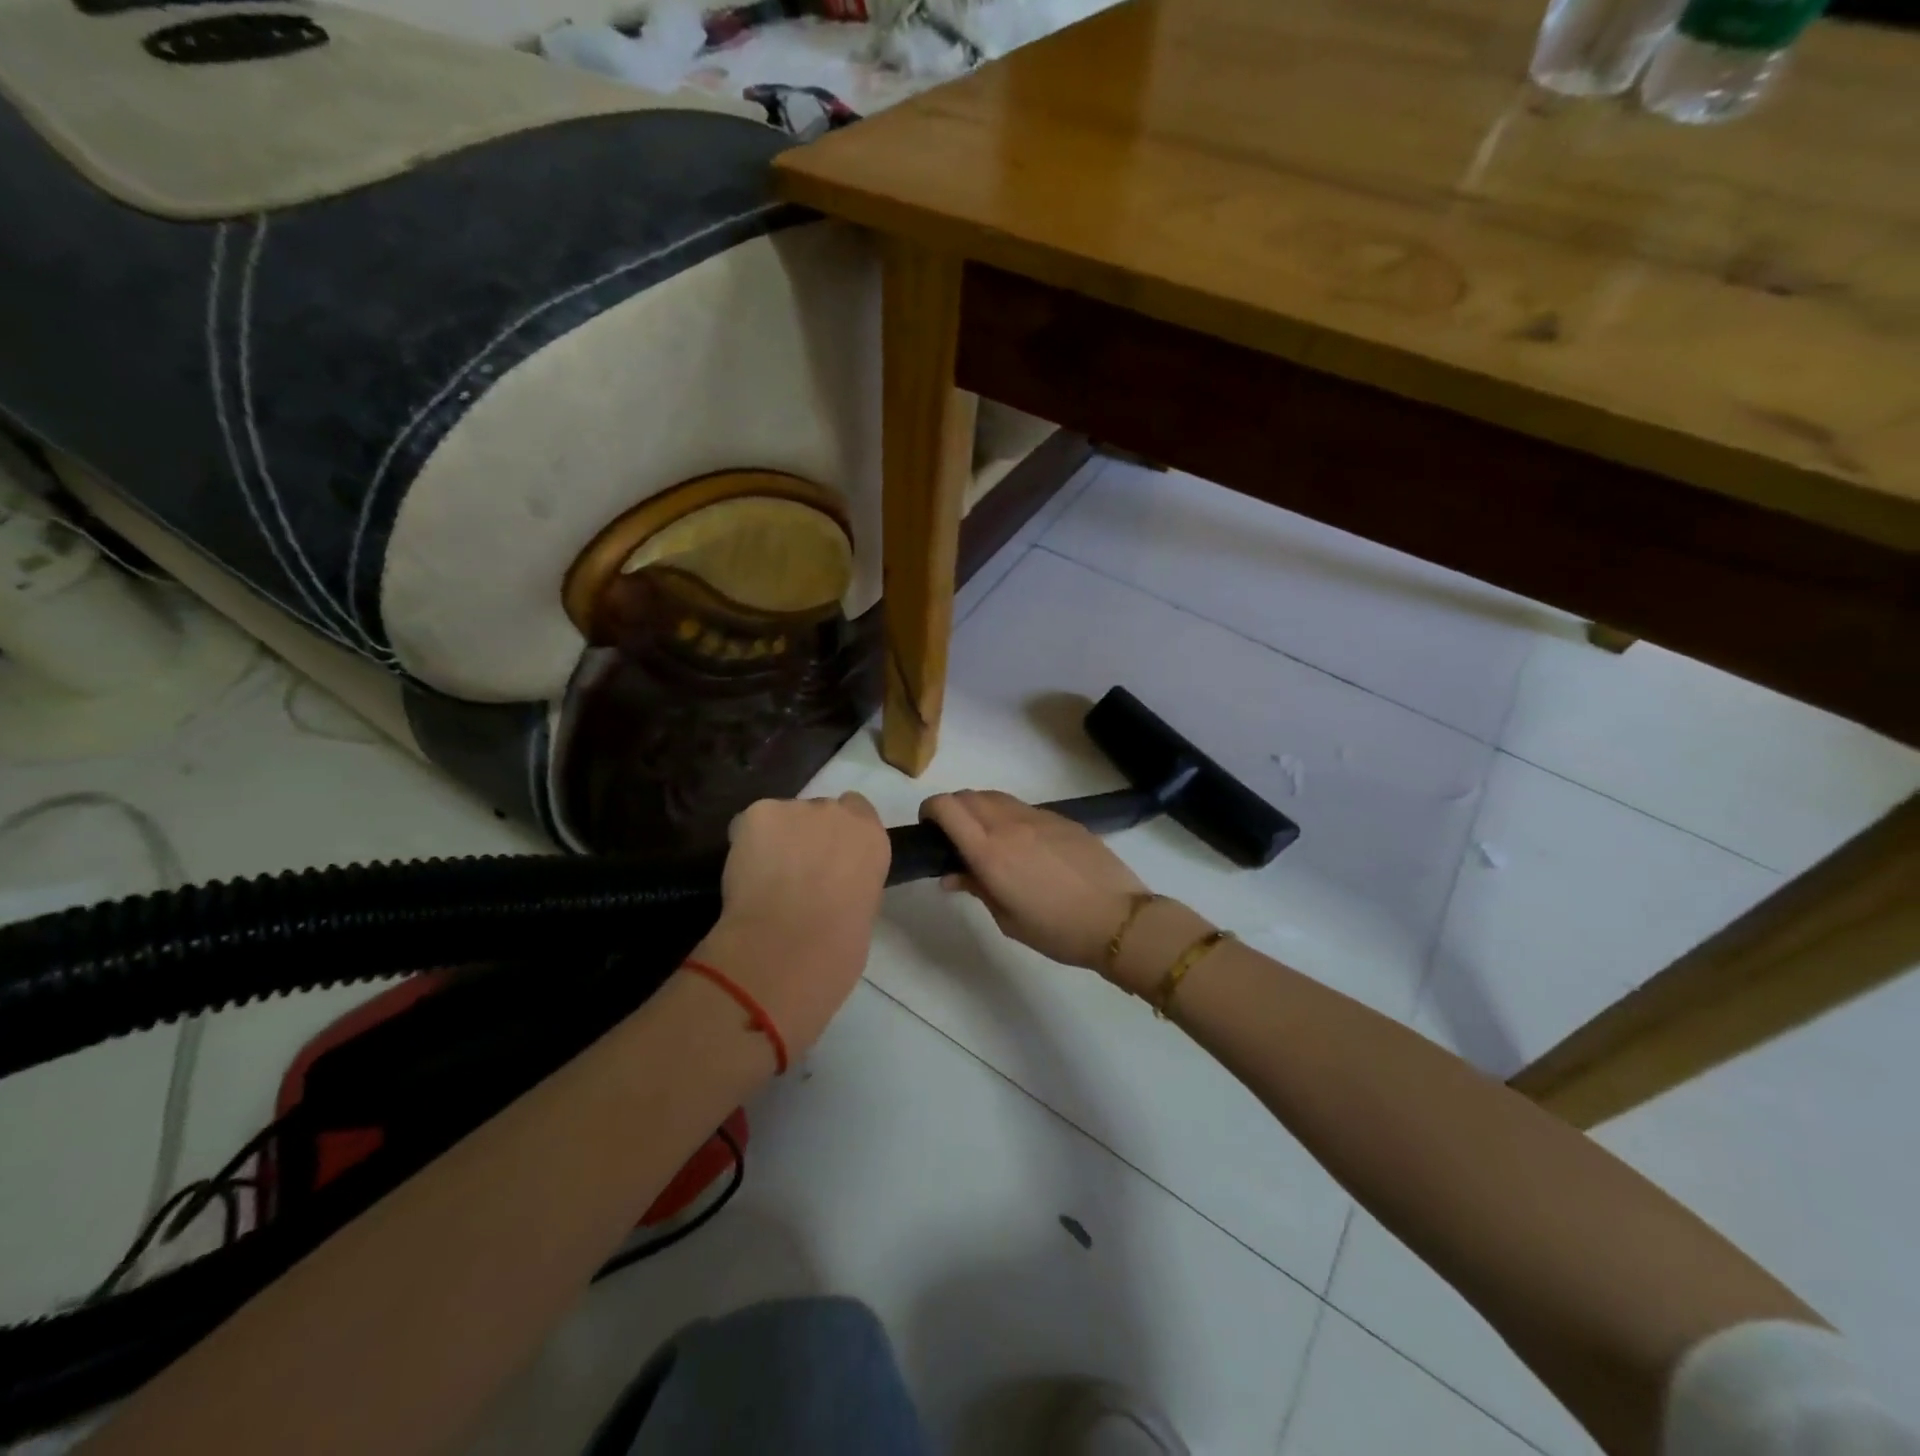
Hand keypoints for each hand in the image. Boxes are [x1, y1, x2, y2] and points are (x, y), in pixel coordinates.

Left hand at [695, 793, 890, 1057]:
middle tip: (792, 873)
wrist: (789, 946)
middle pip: (818, 812)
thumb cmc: (837, 948)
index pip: (857, 811)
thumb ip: (851, 882)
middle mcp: (838, 812)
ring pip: (782, 818)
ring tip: (761, 881)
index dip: (837, 835)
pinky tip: (743, 876)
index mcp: (871, 838)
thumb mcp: (863, 909)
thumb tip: (830, 886)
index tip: (827, 859)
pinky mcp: (759, 813)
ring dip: (775, 840)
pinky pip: (748, 825)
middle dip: (806, 836)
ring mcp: (797, 809)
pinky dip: (744, 845)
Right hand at [919, 790, 1150, 977]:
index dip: (930, 809)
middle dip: (952, 809)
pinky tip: (1022, 844)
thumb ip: (977, 889)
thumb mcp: (1008, 919)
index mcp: (989, 851)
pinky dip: (1009, 816)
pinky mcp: (1061, 818)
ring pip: (995, 797)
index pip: (947, 807)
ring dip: (980, 809)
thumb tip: (952, 876)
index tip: (928, 828)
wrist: (1117, 918)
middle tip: (954, 837)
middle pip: (968, 796)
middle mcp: (1009, 824)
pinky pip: (1023, 807)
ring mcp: (1038, 817)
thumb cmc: (1057, 930)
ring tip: (986, 837)